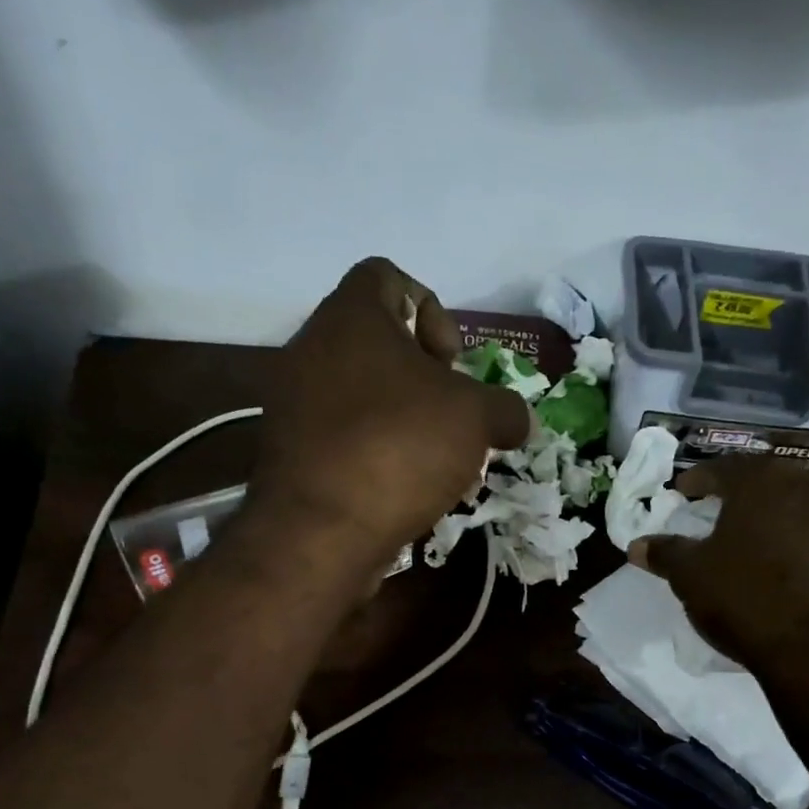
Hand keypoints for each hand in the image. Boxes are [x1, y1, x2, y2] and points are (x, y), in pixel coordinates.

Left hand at [252, 258, 531, 568]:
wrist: (321, 531)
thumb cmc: (401, 447)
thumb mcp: (476, 419)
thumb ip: (506, 408)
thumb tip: (519, 420)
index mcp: (351, 316)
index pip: (388, 276)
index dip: (432, 311)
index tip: (451, 364)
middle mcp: (311, 347)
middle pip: (377, 341)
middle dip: (423, 377)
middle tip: (449, 414)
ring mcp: (293, 402)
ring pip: (362, 392)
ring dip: (404, 418)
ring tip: (435, 460)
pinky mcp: (290, 451)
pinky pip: (343, 434)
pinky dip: (376, 450)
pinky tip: (404, 487)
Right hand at [630, 459, 808, 688]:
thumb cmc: (747, 602)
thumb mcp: (692, 578)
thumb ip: (665, 553)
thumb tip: (637, 545)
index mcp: (765, 483)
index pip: (725, 469)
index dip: (700, 480)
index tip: (686, 491)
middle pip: (774, 483)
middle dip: (749, 497)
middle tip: (728, 515)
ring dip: (790, 521)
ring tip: (772, 548)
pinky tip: (808, 576)